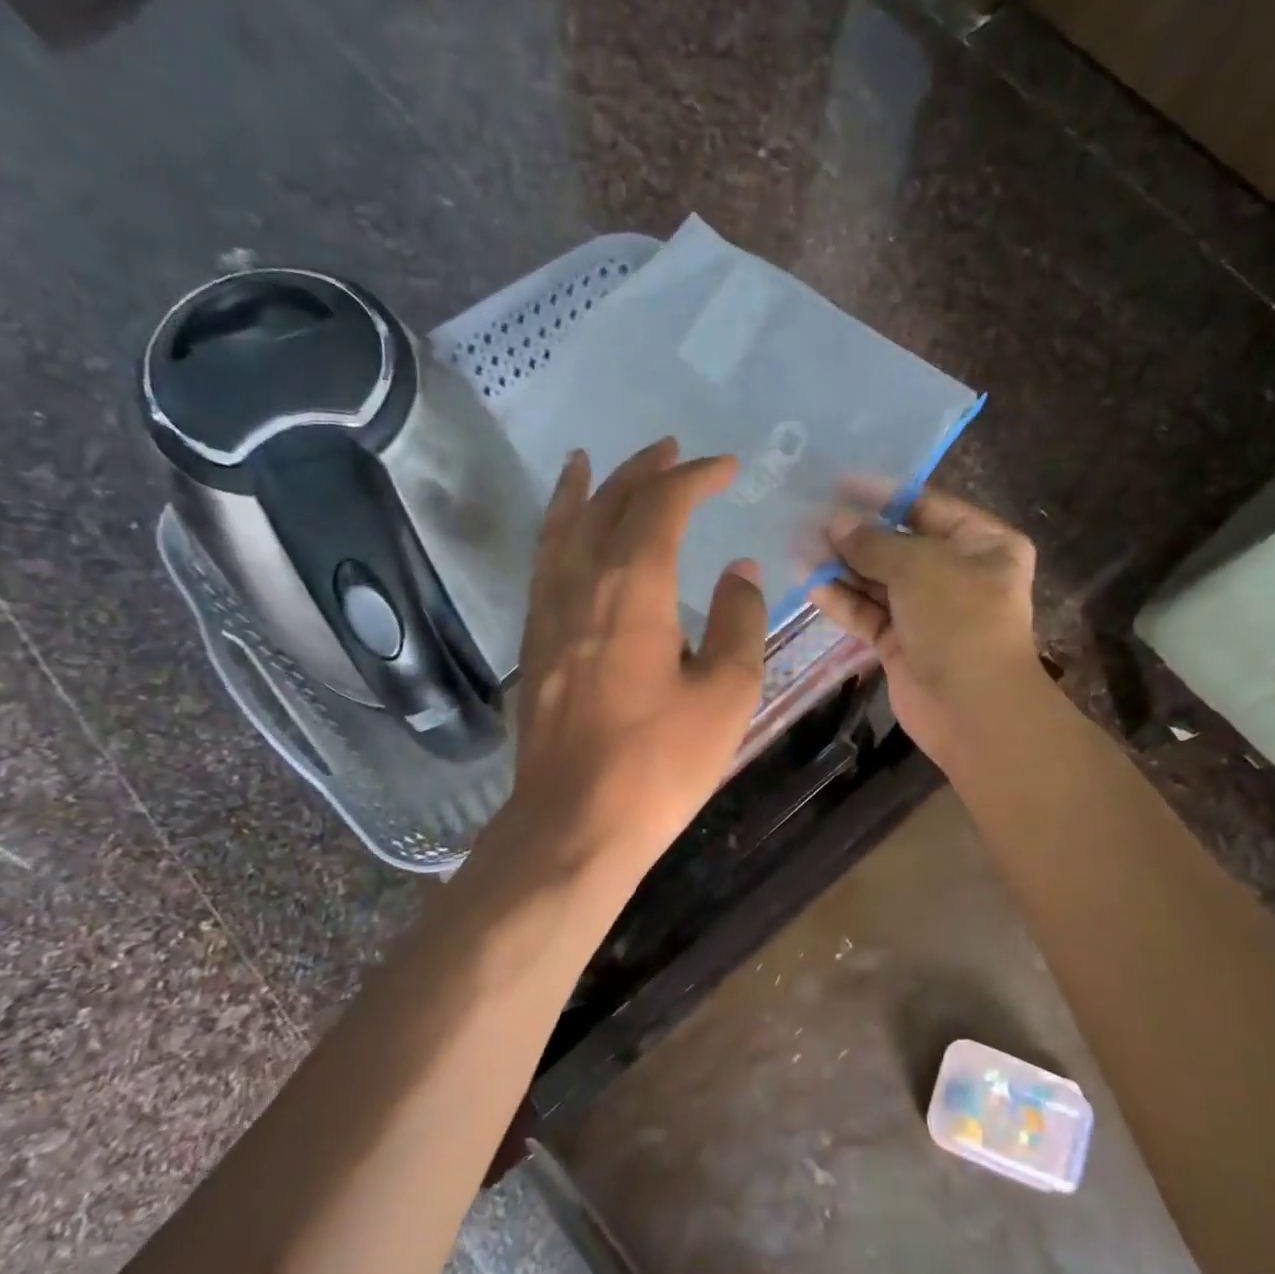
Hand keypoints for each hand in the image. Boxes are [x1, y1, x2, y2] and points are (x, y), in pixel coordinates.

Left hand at [506, 439, 766, 880]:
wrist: (576, 822)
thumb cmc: (660, 763)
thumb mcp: (726, 693)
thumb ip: (738, 621)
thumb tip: (739, 570)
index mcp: (634, 590)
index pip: (662, 507)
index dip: (695, 478)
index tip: (726, 469)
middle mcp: (583, 584)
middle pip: (609, 505)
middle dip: (644, 472)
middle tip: (673, 451)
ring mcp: (549, 612)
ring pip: (564, 528)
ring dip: (587, 489)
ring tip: (594, 460)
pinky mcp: (535, 642)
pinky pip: (543, 564)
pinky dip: (554, 531)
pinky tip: (562, 530)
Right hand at [810, 488, 1041, 769]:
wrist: (971, 708)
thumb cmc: (959, 620)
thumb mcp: (919, 566)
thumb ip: (873, 542)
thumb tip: (835, 522)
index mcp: (982, 544)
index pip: (926, 506)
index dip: (882, 495)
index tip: (838, 483)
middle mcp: (957, 573)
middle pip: (898, 544)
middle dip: (855, 534)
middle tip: (808, 519)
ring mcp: (928, 611)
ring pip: (878, 580)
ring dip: (842, 566)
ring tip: (800, 548)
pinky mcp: (901, 642)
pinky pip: (868, 613)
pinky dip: (842, 600)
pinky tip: (811, 584)